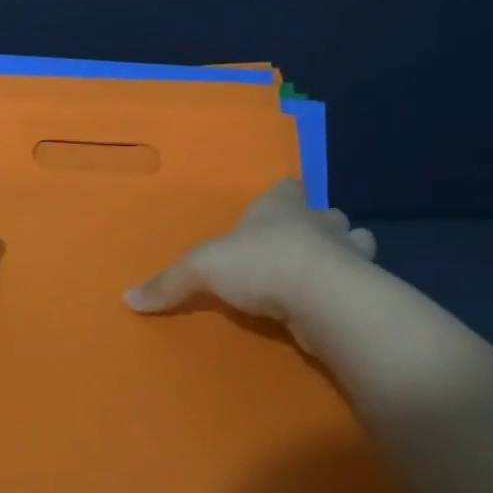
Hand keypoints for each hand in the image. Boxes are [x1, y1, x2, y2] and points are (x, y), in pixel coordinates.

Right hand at [124, 179, 376, 345]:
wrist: (322, 297)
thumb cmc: (260, 263)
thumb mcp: (201, 269)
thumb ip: (168, 283)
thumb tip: (127, 299)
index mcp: (282, 204)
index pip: (287, 187)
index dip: (282, 195)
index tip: (275, 206)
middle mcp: (320, 221)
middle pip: (325, 214)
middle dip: (317, 226)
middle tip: (297, 246)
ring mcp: (349, 254)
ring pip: (355, 243)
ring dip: (344, 255)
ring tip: (322, 274)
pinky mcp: (365, 289)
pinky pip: (360, 284)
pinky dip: (351, 292)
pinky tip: (335, 306)